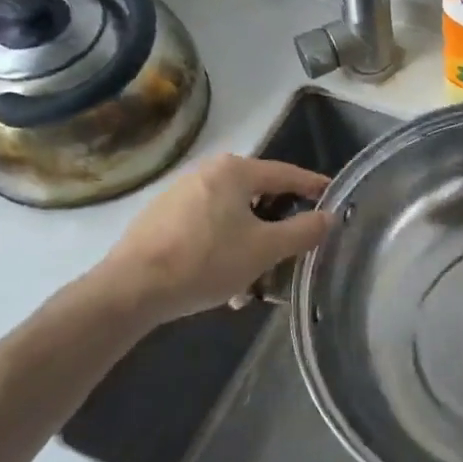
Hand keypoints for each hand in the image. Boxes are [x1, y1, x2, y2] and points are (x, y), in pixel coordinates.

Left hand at [92, 154, 332, 327]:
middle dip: (277, 227)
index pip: (287, 174)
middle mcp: (207, 172)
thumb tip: (328, 217)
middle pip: (258, 196)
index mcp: (235, 171)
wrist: (128, 290)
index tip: (334, 196)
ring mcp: (180, 194)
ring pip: (232, 216)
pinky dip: (223, 248)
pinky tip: (222, 282)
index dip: (314, 186)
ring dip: (249, 244)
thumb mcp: (265, 249)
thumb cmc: (205, 261)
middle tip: (292, 251)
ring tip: (254, 281)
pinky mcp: (161, 218)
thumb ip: (303, 231)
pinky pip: (207, 227)